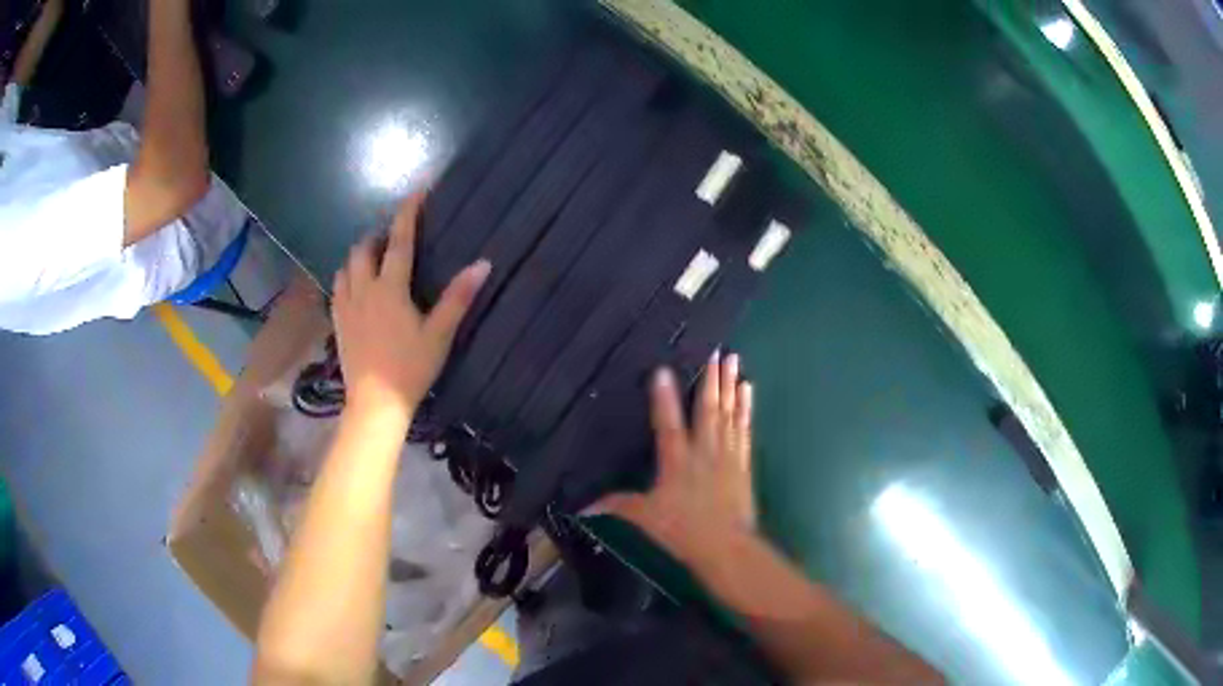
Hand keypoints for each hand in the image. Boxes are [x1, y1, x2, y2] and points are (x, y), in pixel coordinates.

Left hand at [331, 191, 490, 417]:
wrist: (375, 404)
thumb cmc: (410, 368)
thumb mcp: (439, 334)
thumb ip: (458, 297)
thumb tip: (483, 264)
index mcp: (390, 288)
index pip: (399, 241)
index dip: (407, 213)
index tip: (416, 191)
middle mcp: (363, 289)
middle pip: (363, 249)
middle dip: (377, 236)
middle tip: (393, 239)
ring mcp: (345, 306)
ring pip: (346, 267)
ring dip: (359, 257)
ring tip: (373, 262)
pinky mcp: (337, 323)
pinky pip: (337, 288)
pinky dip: (347, 278)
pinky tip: (356, 289)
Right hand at [598, 352, 755, 555]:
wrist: (728, 546)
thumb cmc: (684, 531)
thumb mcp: (645, 519)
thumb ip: (617, 506)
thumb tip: (584, 507)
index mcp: (676, 460)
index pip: (668, 423)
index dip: (664, 397)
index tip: (663, 370)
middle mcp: (703, 450)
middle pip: (707, 409)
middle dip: (711, 378)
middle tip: (717, 350)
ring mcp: (727, 453)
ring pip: (729, 412)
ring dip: (731, 385)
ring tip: (734, 359)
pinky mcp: (743, 462)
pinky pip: (745, 428)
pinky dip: (746, 408)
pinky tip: (748, 390)